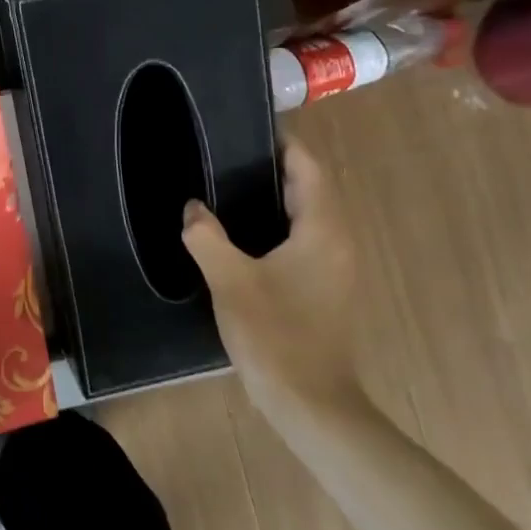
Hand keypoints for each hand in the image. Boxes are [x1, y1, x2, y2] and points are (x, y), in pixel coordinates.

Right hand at [182, 141, 360, 411]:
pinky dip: (278, 226)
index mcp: (322, 230)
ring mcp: (336, 267)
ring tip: (228, 188)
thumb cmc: (274, 334)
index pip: (308, 168)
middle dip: (274, 168)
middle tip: (226, 156)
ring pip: (308, 216)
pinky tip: (243, 236)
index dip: (282, 144)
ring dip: (276, 198)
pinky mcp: (326, 288)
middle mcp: (337, 241)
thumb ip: (207, 237)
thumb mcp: (230, 281)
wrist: (310, 401)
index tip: (247, 128)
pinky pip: (305, 240)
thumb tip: (193, 208)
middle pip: (311, 188)